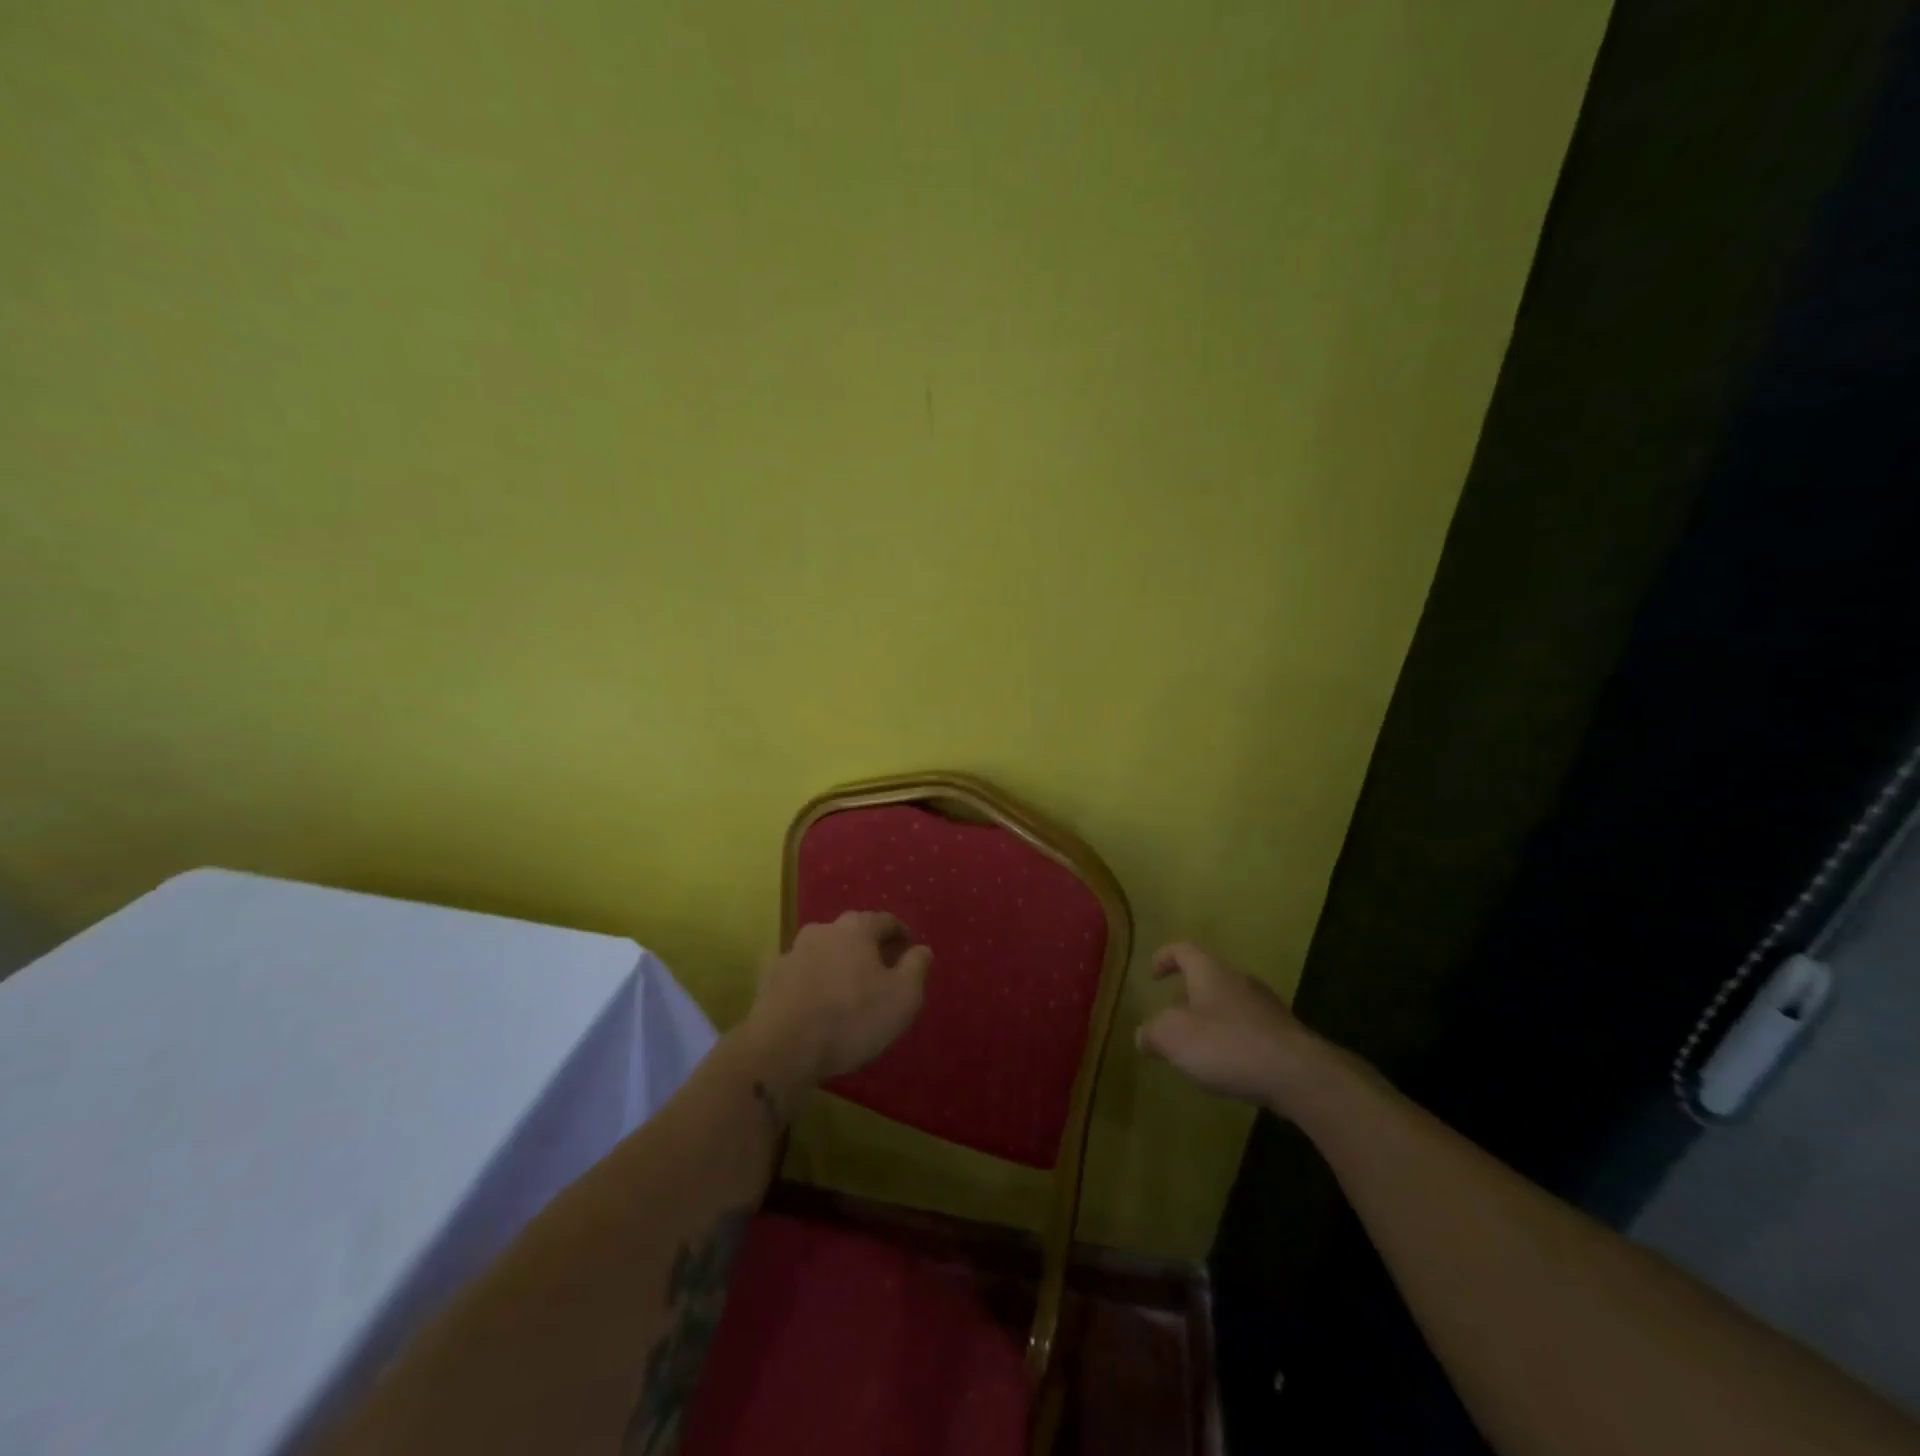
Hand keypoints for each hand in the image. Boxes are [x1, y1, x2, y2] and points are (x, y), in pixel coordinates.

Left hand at [745, 911, 930, 1090]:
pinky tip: (813, 998)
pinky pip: (798, 971)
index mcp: (857, 929)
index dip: (900, 934)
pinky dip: (809, 978)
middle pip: (852, 931)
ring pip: (823, 949)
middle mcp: (823, 930)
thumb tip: (922, 949)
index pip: (885, 920)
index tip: (909, 950)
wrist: (782, 1047)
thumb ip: (916, 968)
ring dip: (836, 961)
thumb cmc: (852, 1018)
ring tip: (846, 986)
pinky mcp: (769, 976)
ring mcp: (792, 951)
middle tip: (880, 969)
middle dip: (868, 946)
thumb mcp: (902, 998)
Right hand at [1135, 942, 1328, 1107]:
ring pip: (1230, 1004)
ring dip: (1211, 1020)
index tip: (1153, 975)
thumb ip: (1152, 1033)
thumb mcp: (1173, 1038)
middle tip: (1172, 1018)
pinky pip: (1250, 1029)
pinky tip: (1228, 1067)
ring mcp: (1267, 1007)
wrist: (1299, 1075)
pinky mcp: (1285, 1036)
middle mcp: (1240, 981)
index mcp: (1210, 972)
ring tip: (1198, 1048)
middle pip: (1208, 978)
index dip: (1164, 957)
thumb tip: (1144, 1035)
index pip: (1183, 949)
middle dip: (1187, 996)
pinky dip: (1233, 1041)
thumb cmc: (1227, 1045)